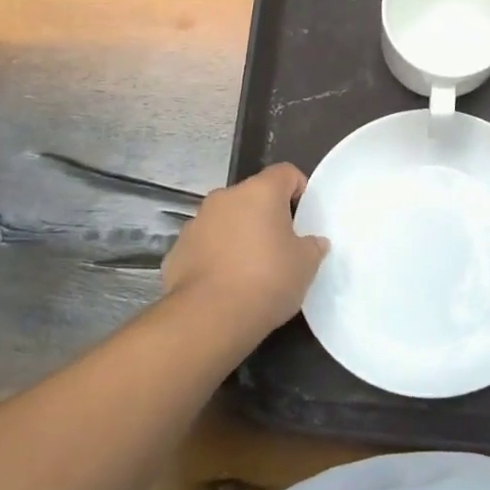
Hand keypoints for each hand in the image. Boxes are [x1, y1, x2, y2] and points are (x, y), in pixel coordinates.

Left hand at [162, 163, 327, 339]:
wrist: (209, 317)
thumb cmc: (267, 280)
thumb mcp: (306, 265)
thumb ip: (312, 246)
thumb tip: (312, 242)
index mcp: (260, 191)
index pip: (286, 173)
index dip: (299, 190)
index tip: (305, 218)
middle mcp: (225, 197)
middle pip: (253, 197)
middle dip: (267, 216)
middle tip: (281, 247)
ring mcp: (196, 222)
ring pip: (226, 220)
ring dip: (239, 235)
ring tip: (251, 269)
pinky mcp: (177, 250)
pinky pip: (205, 245)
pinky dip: (216, 256)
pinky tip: (226, 284)